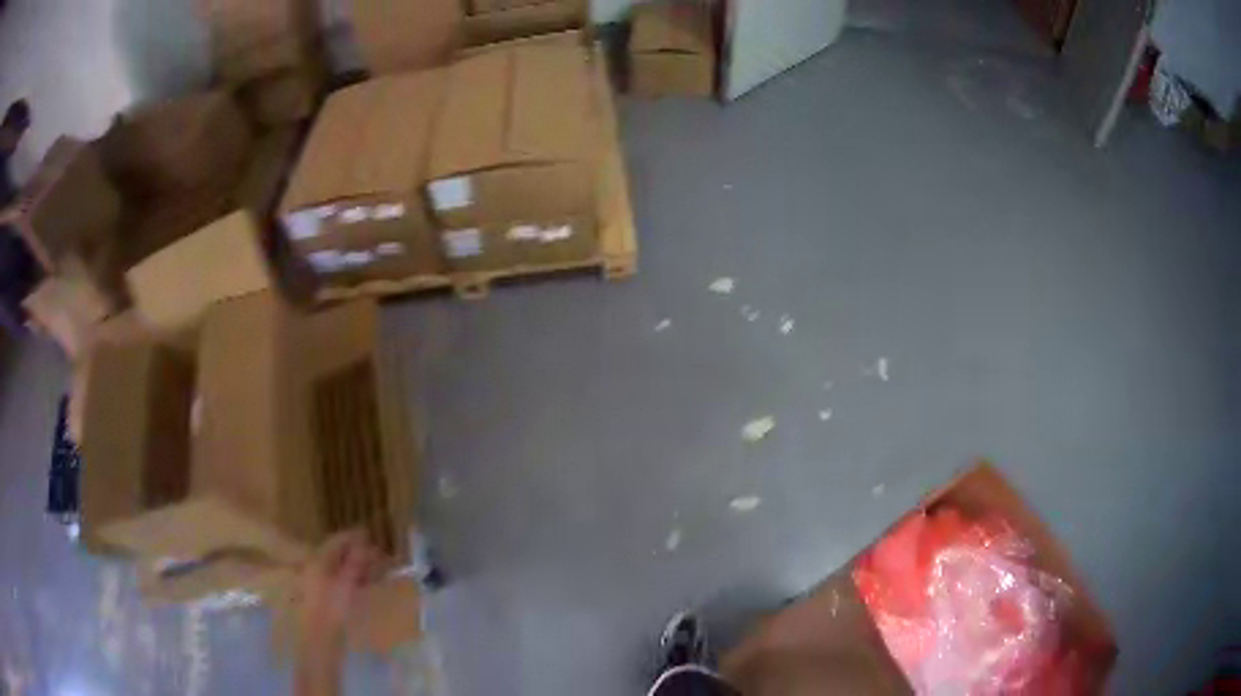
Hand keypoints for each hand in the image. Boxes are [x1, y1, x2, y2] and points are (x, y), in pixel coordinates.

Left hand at [299, 530, 382, 635]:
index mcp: (320, 559)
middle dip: (358, 551)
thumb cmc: (332, 606)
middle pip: (339, 553)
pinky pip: (342, 579)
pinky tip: (366, 582)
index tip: (372, 535)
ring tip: (376, 568)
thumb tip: (365, 544)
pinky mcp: (328, 595)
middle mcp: (319, 566)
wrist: (322, 635)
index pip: (338, 540)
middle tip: (379, 554)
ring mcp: (322, 581)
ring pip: (342, 566)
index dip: (354, 537)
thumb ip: (355, 562)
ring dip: (358, 565)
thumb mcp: (346, 583)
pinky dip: (355, 577)